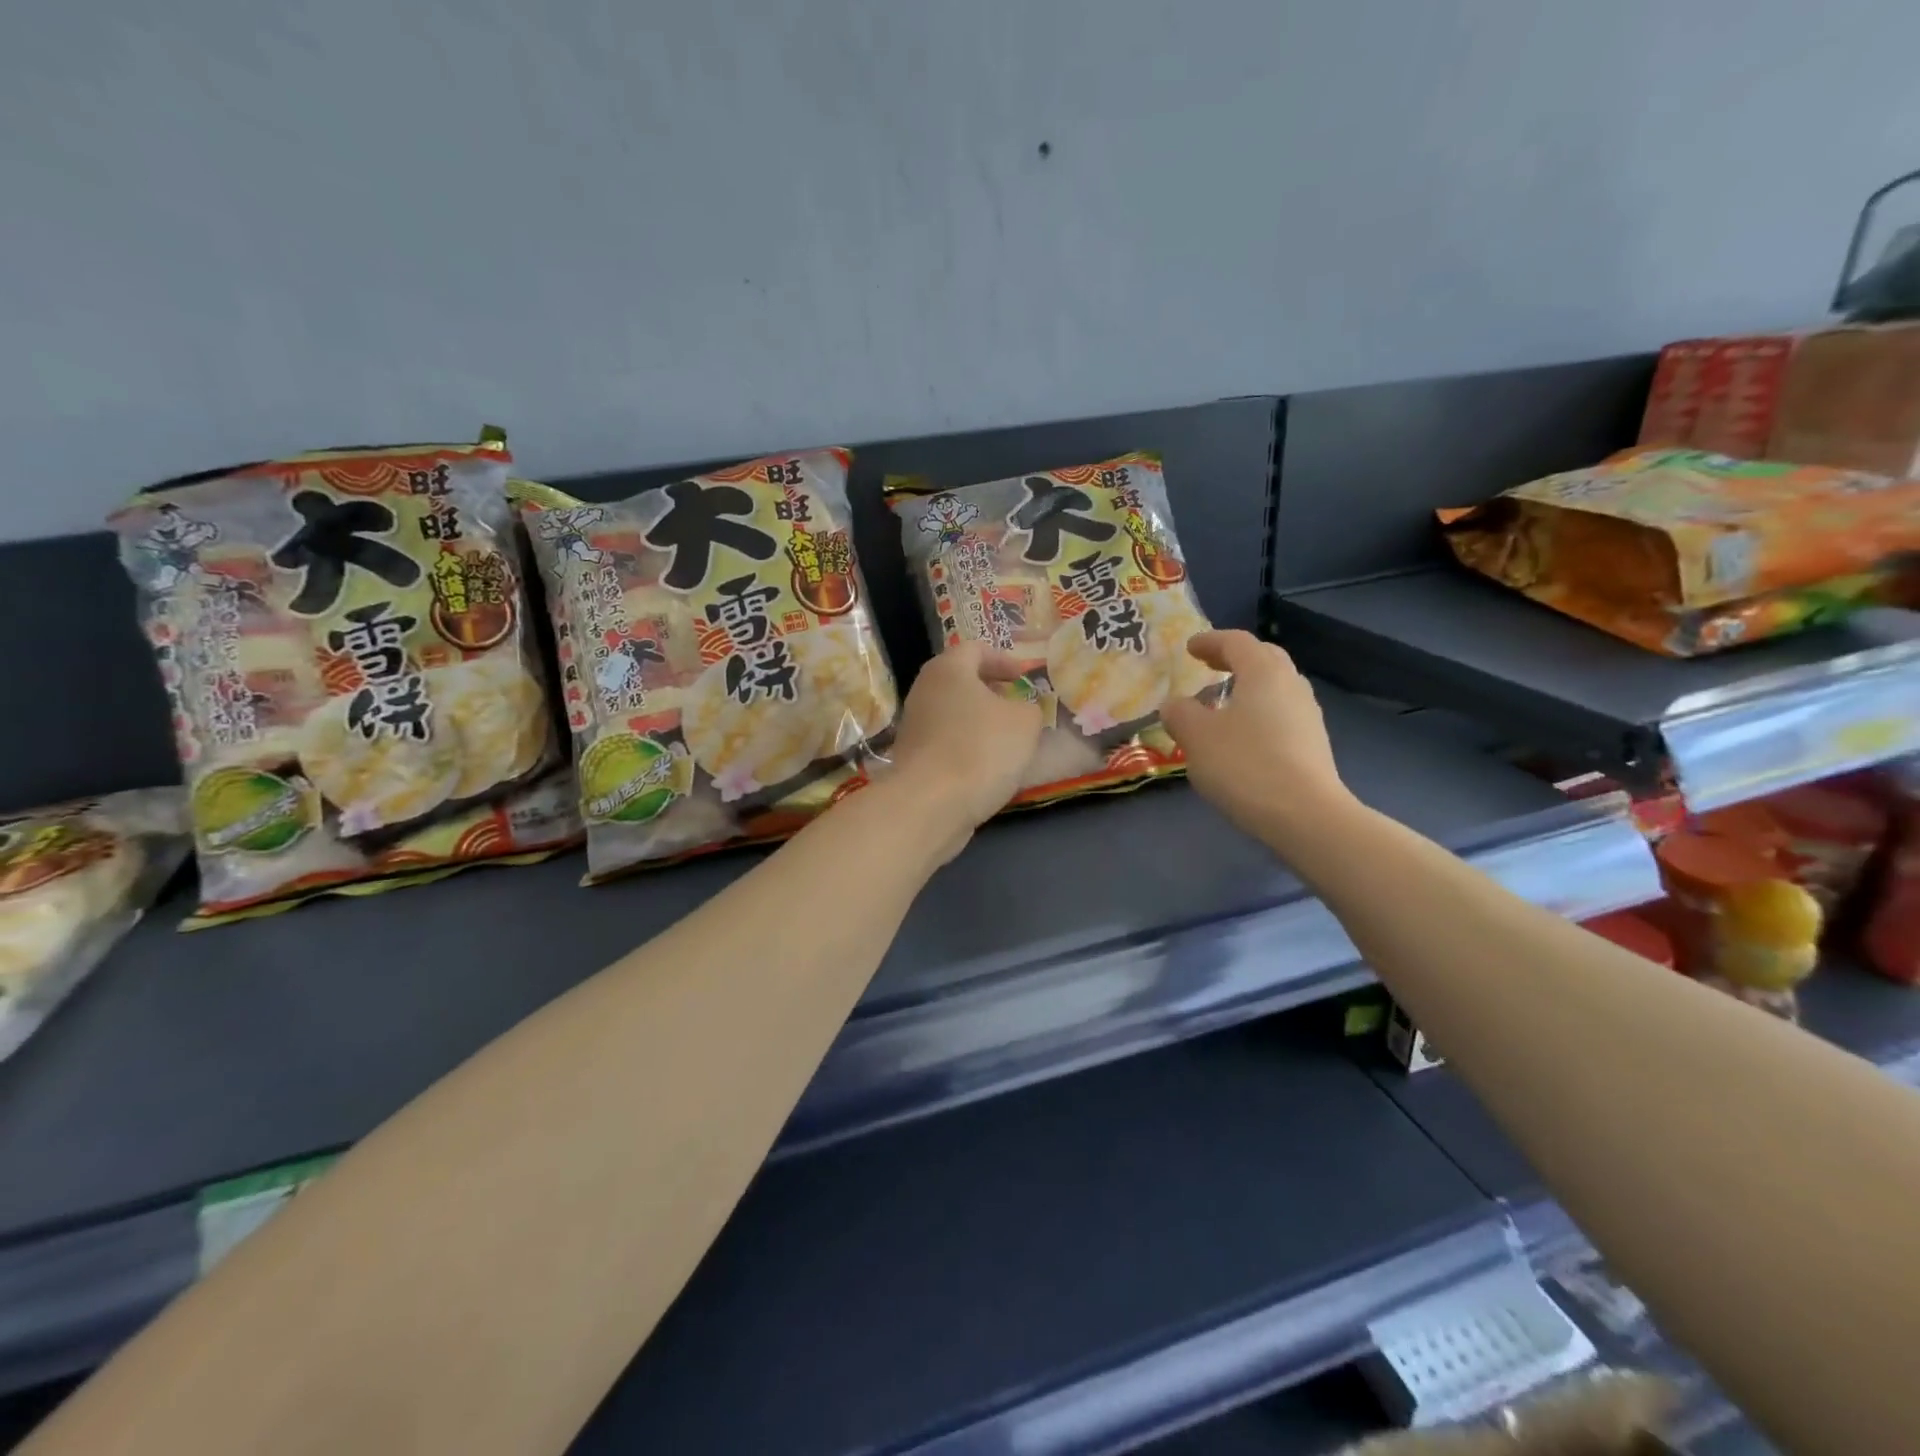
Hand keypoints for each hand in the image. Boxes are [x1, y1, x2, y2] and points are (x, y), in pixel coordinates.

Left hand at [884, 641, 1042, 842]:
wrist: (930, 804)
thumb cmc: (980, 749)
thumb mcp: (1025, 722)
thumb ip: (1029, 707)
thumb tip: (1021, 709)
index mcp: (948, 669)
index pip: (975, 649)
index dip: (1003, 659)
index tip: (1024, 676)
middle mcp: (924, 691)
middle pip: (960, 681)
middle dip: (990, 691)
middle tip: (1016, 704)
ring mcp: (914, 726)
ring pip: (952, 714)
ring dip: (979, 722)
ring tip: (1007, 740)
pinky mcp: (912, 758)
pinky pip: (946, 742)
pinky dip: (966, 747)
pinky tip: (986, 766)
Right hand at [1159, 630, 1356, 849]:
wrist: (1304, 814)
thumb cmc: (1244, 764)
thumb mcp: (1196, 737)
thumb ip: (1180, 714)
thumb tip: (1175, 704)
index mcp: (1263, 672)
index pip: (1236, 641)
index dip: (1210, 641)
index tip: (1189, 649)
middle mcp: (1291, 685)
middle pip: (1264, 658)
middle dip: (1235, 658)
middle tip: (1210, 667)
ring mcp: (1308, 715)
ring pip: (1276, 687)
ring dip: (1249, 687)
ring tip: (1223, 703)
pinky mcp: (1313, 744)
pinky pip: (1282, 714)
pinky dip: (1259, 713)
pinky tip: (1243, 737)